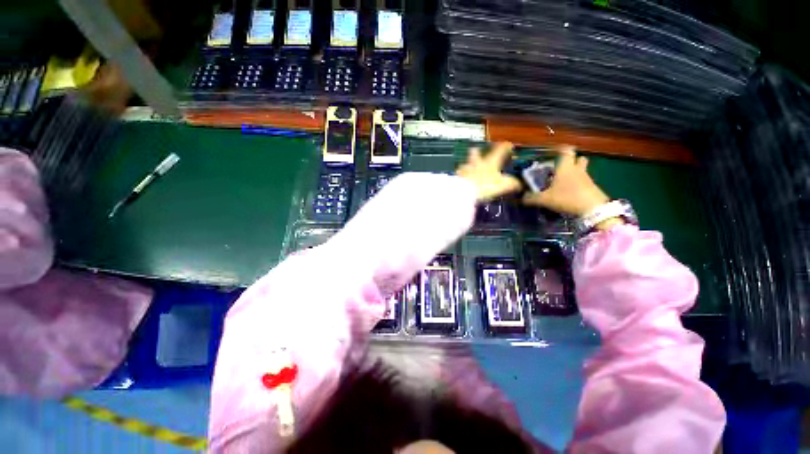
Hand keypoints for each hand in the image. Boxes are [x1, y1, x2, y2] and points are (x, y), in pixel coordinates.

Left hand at [456, 142, 521, 201]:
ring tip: (467, 167)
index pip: (499, 151)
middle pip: (476, 154)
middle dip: (477, 152)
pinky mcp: (457, 178)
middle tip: (476, 149)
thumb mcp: (503, 185)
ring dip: (467, 165)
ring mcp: (465, 170)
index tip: (508, 144)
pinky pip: (459, 175)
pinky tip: (462, 179)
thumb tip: (519, 184)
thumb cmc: (485, 185)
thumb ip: (512, 183)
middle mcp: (477, 163)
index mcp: (490, 162)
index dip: (504, 147)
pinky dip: (461, 176)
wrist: (465, 190)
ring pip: (466, 164)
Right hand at [523, 145, 610, 216]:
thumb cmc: (567, 198)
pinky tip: (569, 193)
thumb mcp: (544, 199)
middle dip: (572, 161)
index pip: (566, 151)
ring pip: (582, 171)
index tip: (554, 150)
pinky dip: (577, 185)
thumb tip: (521, 198)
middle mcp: (577, 170)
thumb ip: (531, 198)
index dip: (560, 148)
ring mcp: (587, 179)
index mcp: (565, 167)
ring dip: (575, 173)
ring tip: (563, 182)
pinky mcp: (592, 188)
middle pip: (579, 159)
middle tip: (561, 167)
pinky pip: (584, 182)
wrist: (593, 209)